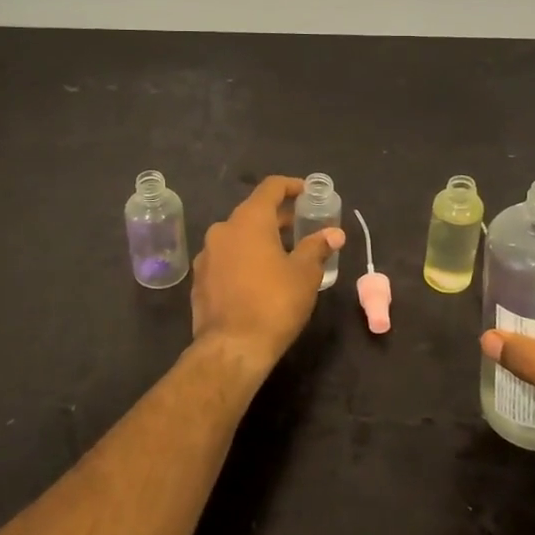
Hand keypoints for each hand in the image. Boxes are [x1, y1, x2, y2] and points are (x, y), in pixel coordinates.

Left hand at [190, 176, 343, 368]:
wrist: (231, 348)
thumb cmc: (274, 303)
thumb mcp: (305, 274)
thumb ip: (317, 247)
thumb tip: (334, 233)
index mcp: (248, 220)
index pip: (271, 187)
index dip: (291, 186)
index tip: (308, 193)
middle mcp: (223, 230)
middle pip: (253, 212)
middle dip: (279, 218)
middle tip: (303, 228)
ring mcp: (207, 255)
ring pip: (238, 236)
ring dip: (261, 239)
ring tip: (285, 255)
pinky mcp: (200, 279)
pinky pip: (226, 257)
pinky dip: (245, 258)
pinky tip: (260, 277)